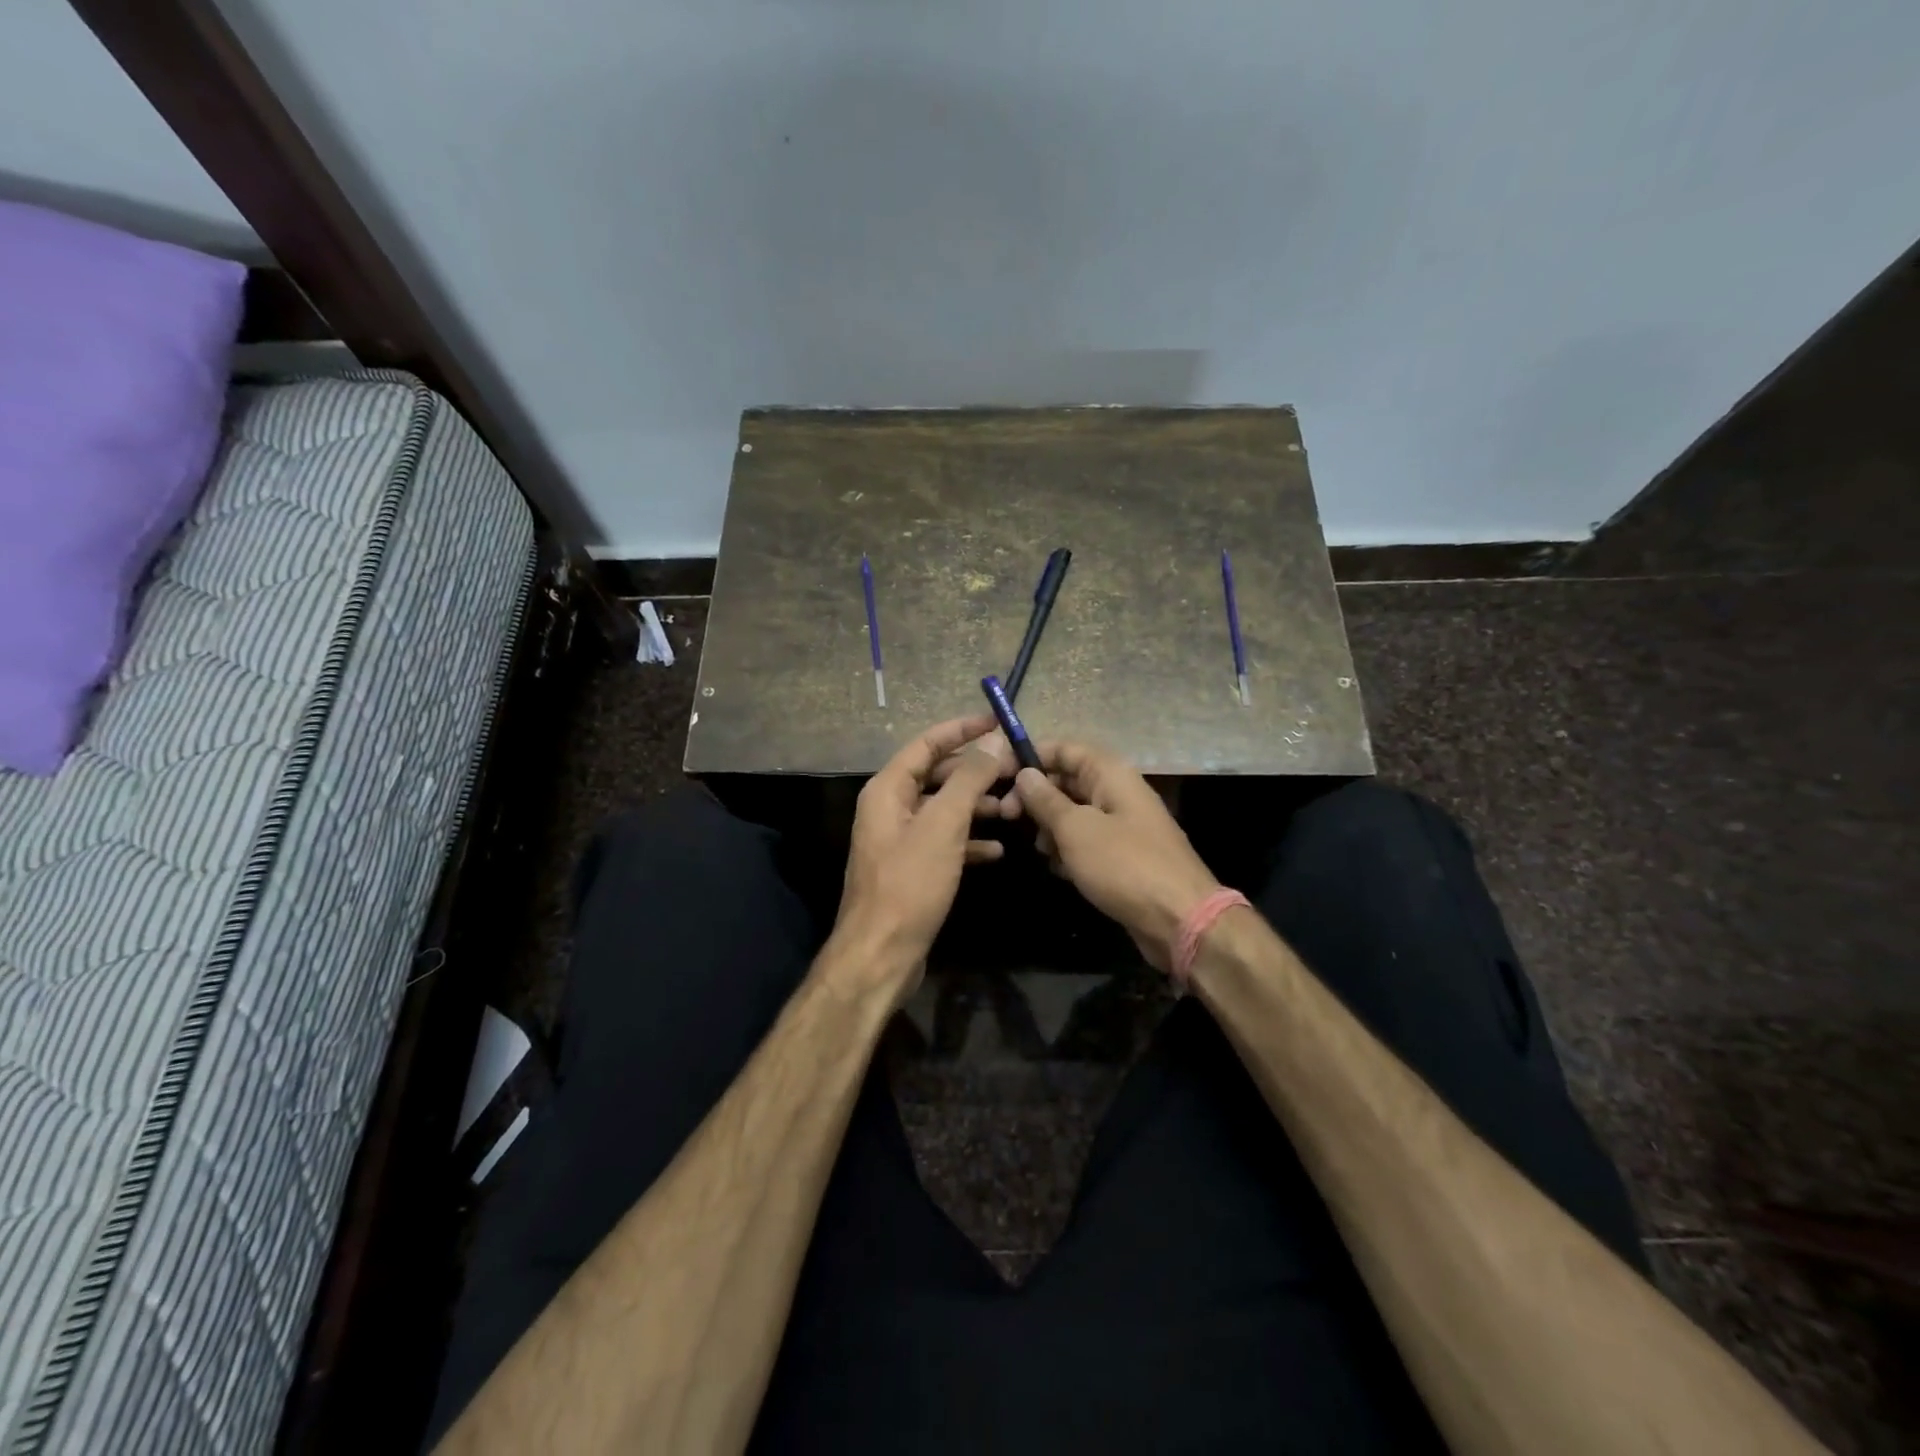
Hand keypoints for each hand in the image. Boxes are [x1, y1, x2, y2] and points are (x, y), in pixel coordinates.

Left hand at [829, 716, 1016, 1000]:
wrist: (881, 953)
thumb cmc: (910, 883)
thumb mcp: (943, 825)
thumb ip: (968, 779)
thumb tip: (993, 741)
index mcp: (888, 789)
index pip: (926, 744)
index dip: (961, 729)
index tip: (996, 722)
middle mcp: (890, 808)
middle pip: (937, 775)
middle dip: (975, 772)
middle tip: (1015, 771)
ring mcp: (900, 840)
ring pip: (944, 809)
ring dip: (976, 806)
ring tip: (1013, 809)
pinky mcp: (912, 868)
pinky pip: (944, 841)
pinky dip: (969, 841)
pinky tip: (997, 850)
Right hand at [1012, 743, 1220, 973]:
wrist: (1180, 920)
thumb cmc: (1124, 865)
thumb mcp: (1076, 830)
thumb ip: (1046, 800)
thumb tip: (1025, 773)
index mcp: (1111, 774)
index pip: (1065, 748)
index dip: (1031, 756)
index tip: (998, 774)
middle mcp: (1118, 792)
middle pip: (1067, 780)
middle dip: (1036, 796)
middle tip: (1006, 816)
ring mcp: (1123, 825)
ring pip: (1074, 813)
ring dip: (1051, 827)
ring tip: (1039, 849)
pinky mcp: (1123, 856)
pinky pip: (1087, 841)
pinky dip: (1069, 850)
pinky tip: (1059, 869)